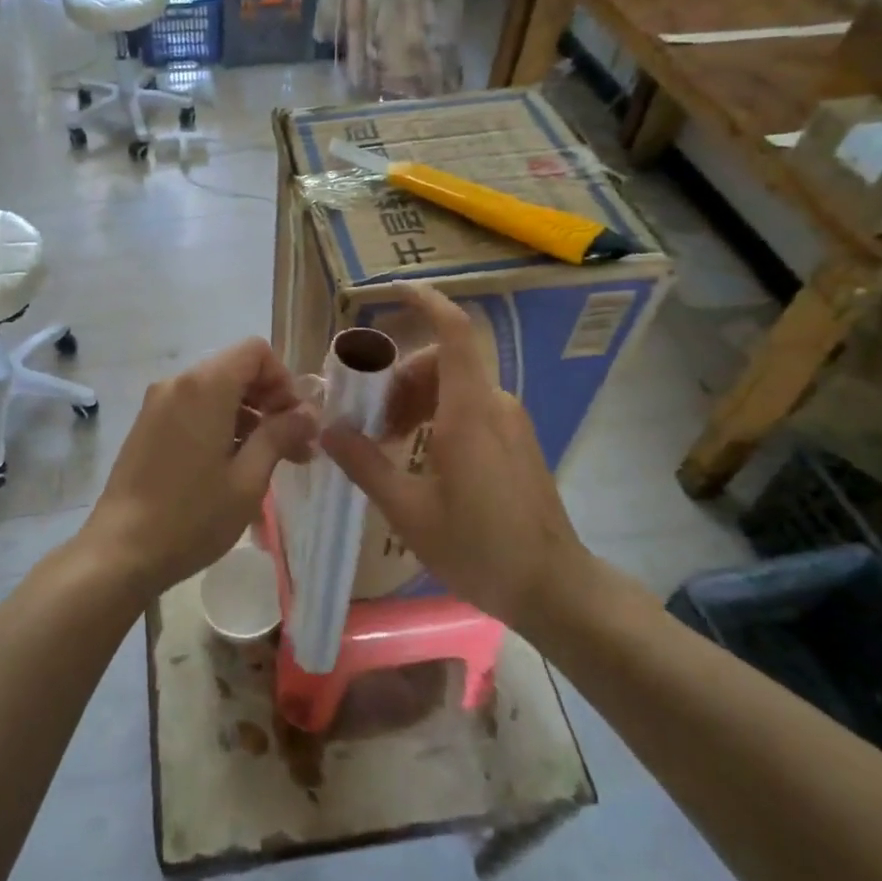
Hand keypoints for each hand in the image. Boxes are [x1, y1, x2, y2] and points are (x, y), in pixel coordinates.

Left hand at [83, 339, 316, 599]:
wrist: (120, 552)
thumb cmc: (192, 516)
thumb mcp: (248, 479)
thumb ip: (280, 436)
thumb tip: (307, 413)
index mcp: (205, 386)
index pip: (255, 352)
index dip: (283, 379)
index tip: (295, 421)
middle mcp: (178, 383)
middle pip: (236, 369)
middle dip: (269, 401)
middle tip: (294, 447)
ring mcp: (157, 404)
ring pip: (215, 391)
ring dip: (247, 417)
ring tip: (268, 463)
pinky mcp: (147, 426)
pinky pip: (193, 409)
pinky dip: (220, 425)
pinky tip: (232, 467)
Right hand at [321, 285, 590, 627]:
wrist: (554, 588)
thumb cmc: (479, 548)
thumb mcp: (409, 511)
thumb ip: (365, 464)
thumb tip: (327, 429)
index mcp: (469, 413)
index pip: (454, 334)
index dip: (427, 304)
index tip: (394, 292)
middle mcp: (494, 405)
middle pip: (441, 363)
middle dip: (398, 379)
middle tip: (369, 420)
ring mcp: (511, 423)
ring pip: (454, 387)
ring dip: (415, 400)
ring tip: (388, 442)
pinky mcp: (517, 441)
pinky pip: (471, 407)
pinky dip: (437, 415)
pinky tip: (420, 456)